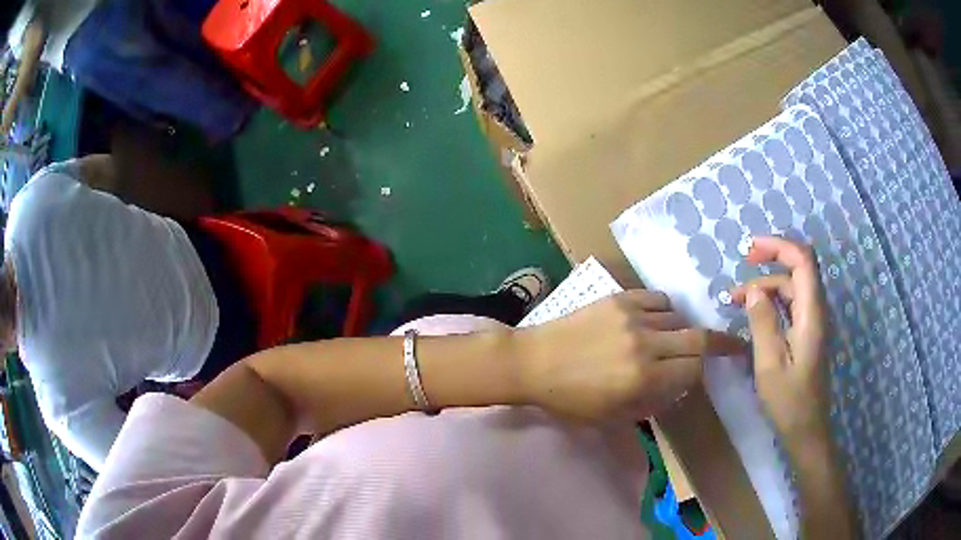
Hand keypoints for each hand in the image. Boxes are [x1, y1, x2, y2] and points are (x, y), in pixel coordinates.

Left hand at [515, 291, 744, 422]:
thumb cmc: (569, 398)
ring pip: (678, 317)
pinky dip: (664, 310)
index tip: (712, 370)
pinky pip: (657, 299)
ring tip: (676, 337)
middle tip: (732, 344)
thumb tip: (679, 386)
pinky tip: (657, 319)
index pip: (693, 370)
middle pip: (698, 339)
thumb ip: (652, 403)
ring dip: (683, 329)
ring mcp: (632, 317)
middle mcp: (645, 345)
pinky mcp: (619, 299)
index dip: (703, 373)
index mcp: (643, 379)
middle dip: (719, 344)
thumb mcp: (612, 416)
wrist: (533, 362)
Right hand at [730, 236, 830, 442]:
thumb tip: (755, 289)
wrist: (806, 429)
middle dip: (766, 267)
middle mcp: (816, 311)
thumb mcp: (770, 363)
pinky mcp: (807, 333)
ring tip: (736, 303)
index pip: (803, 261)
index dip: (778, 246)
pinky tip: (753, 316)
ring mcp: (812, 322)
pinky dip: (771, 303)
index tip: (749, 250)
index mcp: (811, 314)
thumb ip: (763, 322)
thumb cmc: (788, 401)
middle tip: (736, 285)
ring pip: (791, 288)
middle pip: (796, 271)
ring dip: (765, 288)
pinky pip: (790, 306)